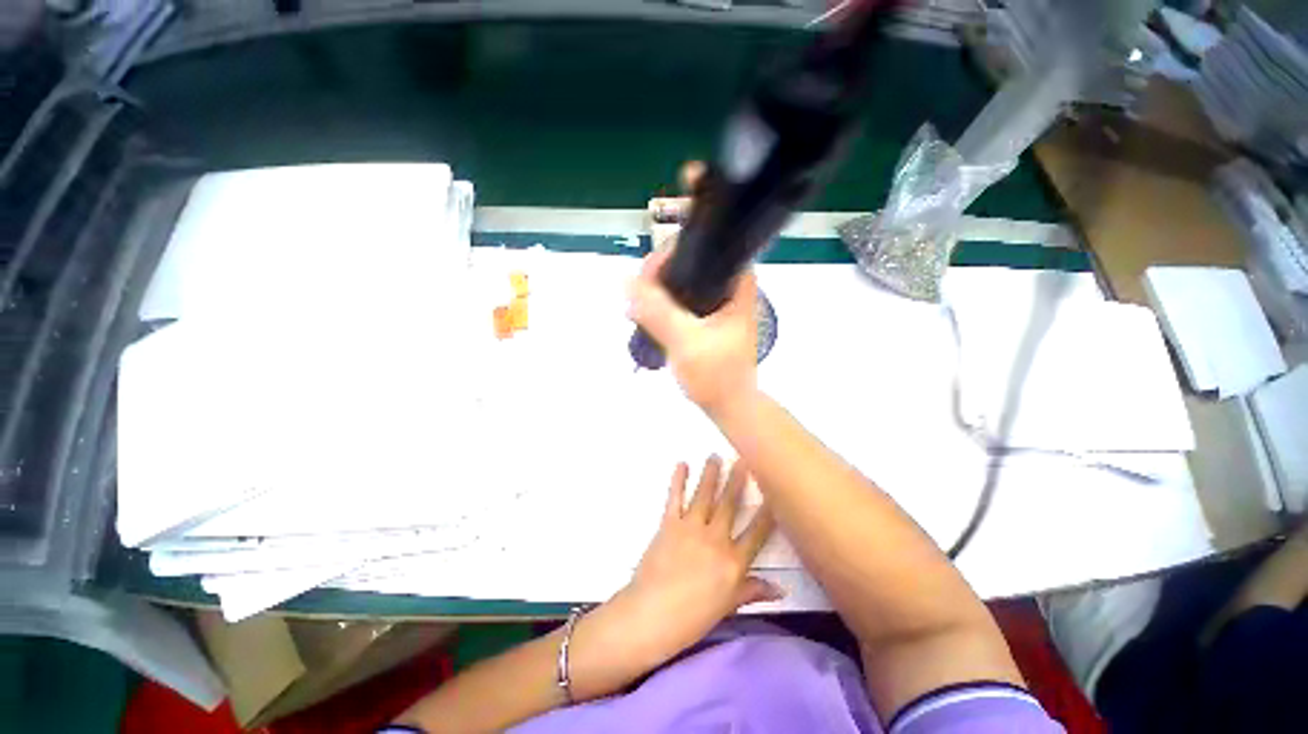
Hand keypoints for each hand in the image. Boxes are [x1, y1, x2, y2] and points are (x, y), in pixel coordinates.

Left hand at [612, 457, 780, 666]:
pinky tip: (682, 465)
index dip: (767, 512)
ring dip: (711, 474)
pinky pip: (675, 497)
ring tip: (715, 456)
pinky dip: (678, 480)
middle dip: (738, 480)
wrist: (651, 615)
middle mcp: (715, 538)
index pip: (757, 533)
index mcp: (733, 562)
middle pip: (730, 505)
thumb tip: (781, 589)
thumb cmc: (692, 618)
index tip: (774, 492)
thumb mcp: (727, 607)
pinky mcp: (669, 523)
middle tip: (744, 459)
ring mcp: (691, 528)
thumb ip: (752, 591)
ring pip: (705, 495)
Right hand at [627, 252, 759, 416]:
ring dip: (661, 288)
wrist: (729, 407)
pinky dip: (665, 304)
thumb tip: (626, 281)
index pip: (709, 249)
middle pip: (693, 264)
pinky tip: (645, 313)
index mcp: (737, 288)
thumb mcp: (685, 342)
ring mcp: (719, 307)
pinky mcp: (708, 321)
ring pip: (686, 283)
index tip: (650, 269)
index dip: (677, 251)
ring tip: (637, 300)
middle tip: (638, 288)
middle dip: (663, 271)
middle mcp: (730, 291)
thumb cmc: (715, 375)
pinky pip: (683, 302)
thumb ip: (658, 312)